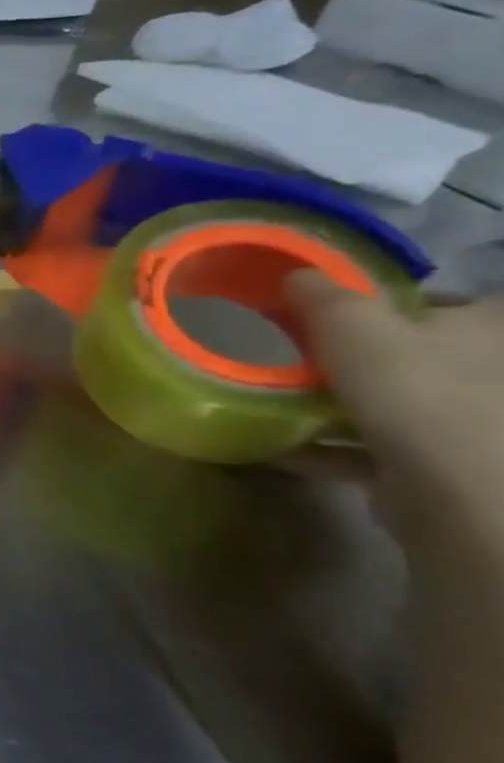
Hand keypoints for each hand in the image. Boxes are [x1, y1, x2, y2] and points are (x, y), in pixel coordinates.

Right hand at [288, 273, 503, 563]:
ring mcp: (469, 427)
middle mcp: (489, 374)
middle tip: (303, 353)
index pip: (452, 302)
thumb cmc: (412, 388)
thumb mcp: (350, 323)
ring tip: (280, 400)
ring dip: (342, 405)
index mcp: (485, 331)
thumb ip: (322, 294)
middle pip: (420, 355)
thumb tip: (299, 274)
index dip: (403, 301)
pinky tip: (279, 447)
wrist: (454, 489)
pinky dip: (326, 449)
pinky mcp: (439, 469)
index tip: (345, 309)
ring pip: (397, 405)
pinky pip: (371, 452)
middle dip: (364, 357)